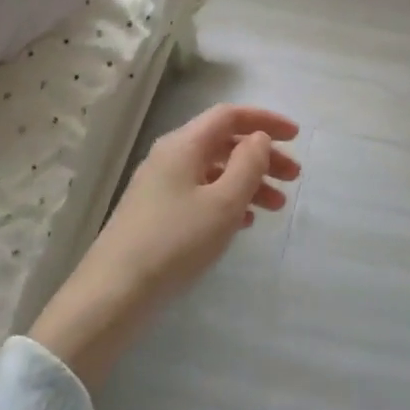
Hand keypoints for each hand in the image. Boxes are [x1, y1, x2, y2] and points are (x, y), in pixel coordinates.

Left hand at [30, 104, 299, 388]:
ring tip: (277, 206)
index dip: (265, 120)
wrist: (113, 294)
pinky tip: (245, 221)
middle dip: (262, 155)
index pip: (230, 116)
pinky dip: (228, 200)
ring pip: (215, 171)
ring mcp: (161, 186)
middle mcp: (170, 157)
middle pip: (224, 143)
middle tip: (294, 177)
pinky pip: (201, 193)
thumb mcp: (223, 202)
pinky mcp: (156, 214)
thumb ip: (248, 164)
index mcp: (184, 144)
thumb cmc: (175, 242)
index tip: (296, 136)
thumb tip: (258, 138)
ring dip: (249, 181)